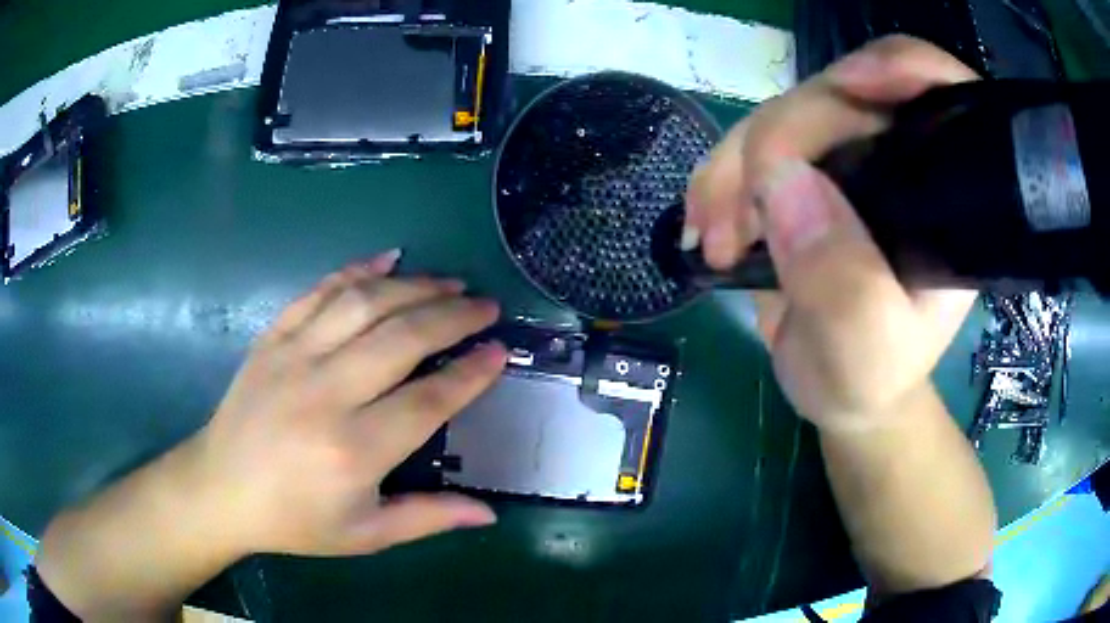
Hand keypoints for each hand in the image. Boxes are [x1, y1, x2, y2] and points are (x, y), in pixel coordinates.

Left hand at [193, 251, 505, 555]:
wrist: (221, 489)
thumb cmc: (294, 520)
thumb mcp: (364, 534)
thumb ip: (427, 517)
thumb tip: (488, 512)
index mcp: (353, 451)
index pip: (428, 401)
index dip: (470, 374)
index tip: (500, 351)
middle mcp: (325, 395)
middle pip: (401, 338)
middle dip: (453, 316)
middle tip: (486, 306)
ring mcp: (294, 358)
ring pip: (363, 304)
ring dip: (413, 286)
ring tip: (449, 283)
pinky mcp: (272, 338)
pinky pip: (318, 292)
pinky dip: (356, 269)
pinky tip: (388, 259)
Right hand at [685, 36, 979, 429]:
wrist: (838, 390)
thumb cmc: (869, 378)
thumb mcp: (866, 352)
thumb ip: (843, 282)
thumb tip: (782, 180)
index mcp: (945, 197)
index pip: (940, 96)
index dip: (899, 68)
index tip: (848, 86)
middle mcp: (901, 161)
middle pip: (839, 96)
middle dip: (777, 142)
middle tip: (732, 221)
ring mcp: (849, 161)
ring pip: (782, 117)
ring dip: (733, 170)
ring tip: (714, 242)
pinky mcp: (805, 173)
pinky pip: (751, 146)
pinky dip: (718, 181)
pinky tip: (707, 228)